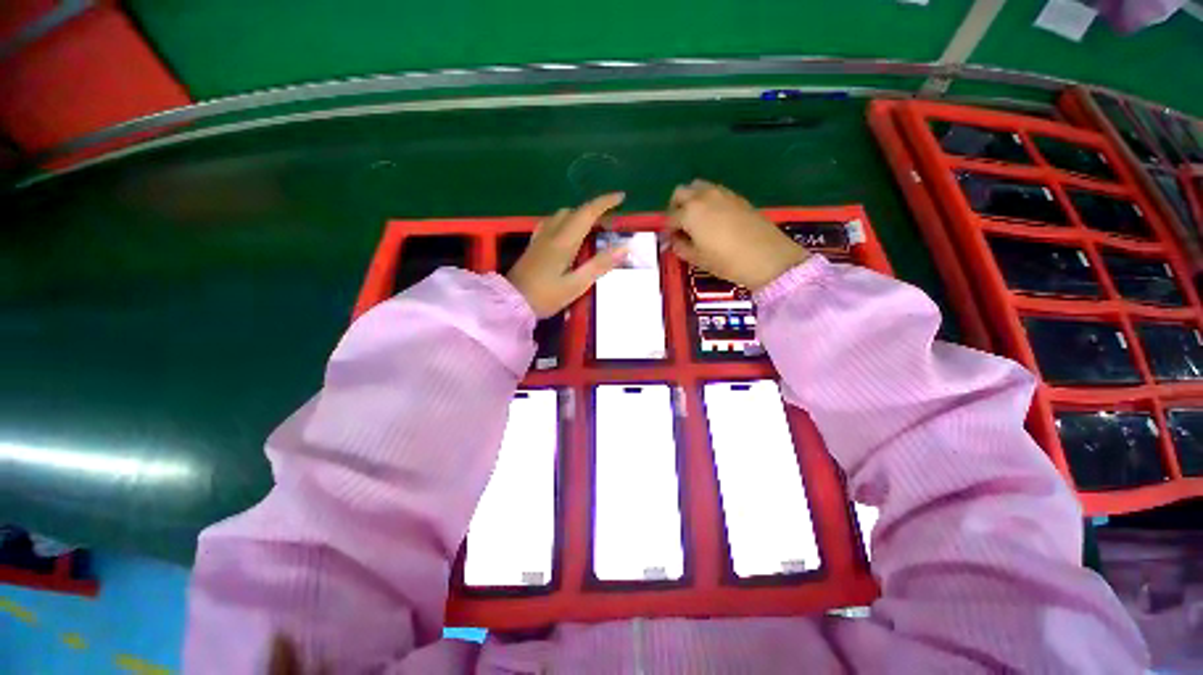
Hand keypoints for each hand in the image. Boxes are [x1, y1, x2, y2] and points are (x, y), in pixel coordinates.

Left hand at [507, 193, 628, 317]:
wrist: (510, 303)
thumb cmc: (545, 296)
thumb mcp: (576, 284)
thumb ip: (599, 265)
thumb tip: (624, 247)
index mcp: (564, 241)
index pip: (587, 213)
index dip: (605, 202)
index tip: (621, 197)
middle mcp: (551, 233)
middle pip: (575, 211)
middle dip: (595, 211)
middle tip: (610, 224)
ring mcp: (540, 237)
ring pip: (563, 215)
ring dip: (580, 215)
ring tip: (593, 229)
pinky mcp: (534, 245)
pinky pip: (553, 223)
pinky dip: (567, 221)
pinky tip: (569, 234)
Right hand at [666, 180, 809, 291]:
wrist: (767, 257)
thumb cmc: (726, 261)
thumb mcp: (697, 259)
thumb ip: (680, 247)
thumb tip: (675, 240)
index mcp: (689, 212)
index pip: (670, 218)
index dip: (668, 231)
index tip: (671, 241)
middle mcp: (703, 196)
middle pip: (680, 193)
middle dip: (676, 208)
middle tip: (680, 226)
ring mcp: (722, 193)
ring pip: (698, 187)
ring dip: (691, 200)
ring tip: (696, 221)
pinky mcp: (737, 197)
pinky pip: (715, 192)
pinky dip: (708, 201)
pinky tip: (714, 219)